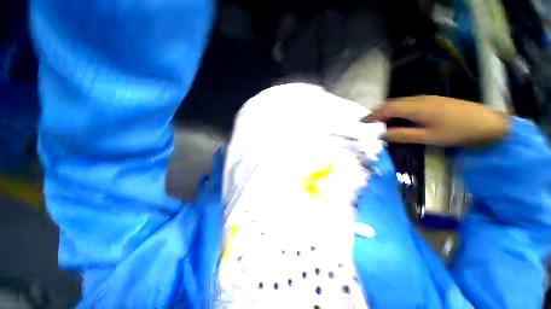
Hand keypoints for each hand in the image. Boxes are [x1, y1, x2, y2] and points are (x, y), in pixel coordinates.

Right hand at [361, 96, 508, 145]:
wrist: (490, 123)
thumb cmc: (459, 132)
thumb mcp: (429, 137)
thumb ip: (402, 135)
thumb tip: (381, 135)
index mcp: (416, 107)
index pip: (387, 109)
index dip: (372, 116)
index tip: (361, 123)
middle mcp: (418, 99)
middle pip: (391, 103)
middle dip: (376, 113)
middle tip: (367, 124)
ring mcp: (426, 98)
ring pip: (399, 102)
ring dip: (386, 111)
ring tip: (378, 122)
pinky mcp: (432, 101)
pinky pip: (407, 103)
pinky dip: (396, 110)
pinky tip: (396, 118)